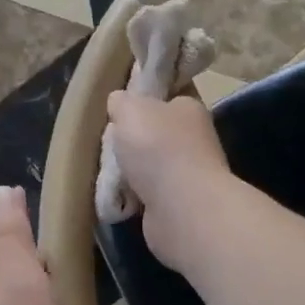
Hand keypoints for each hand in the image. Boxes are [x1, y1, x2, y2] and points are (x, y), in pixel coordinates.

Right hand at [105, 91, 231, 270]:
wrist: (181, 208)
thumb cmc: (157, 147)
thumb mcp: (130, 108)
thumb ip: (122, 101)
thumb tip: (119, 102)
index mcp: (189, 109)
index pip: (167, 97)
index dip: (144, 99)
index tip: (120, 108)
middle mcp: (194, 139)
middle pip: (155, 133)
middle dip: (131, 139)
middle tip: (109, 142)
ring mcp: (188, 174)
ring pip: (149, 165)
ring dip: (129, 170)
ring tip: (109, 172)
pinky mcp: (178, 203)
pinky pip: (147, 193)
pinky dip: (132, 196)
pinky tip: (119, 196)